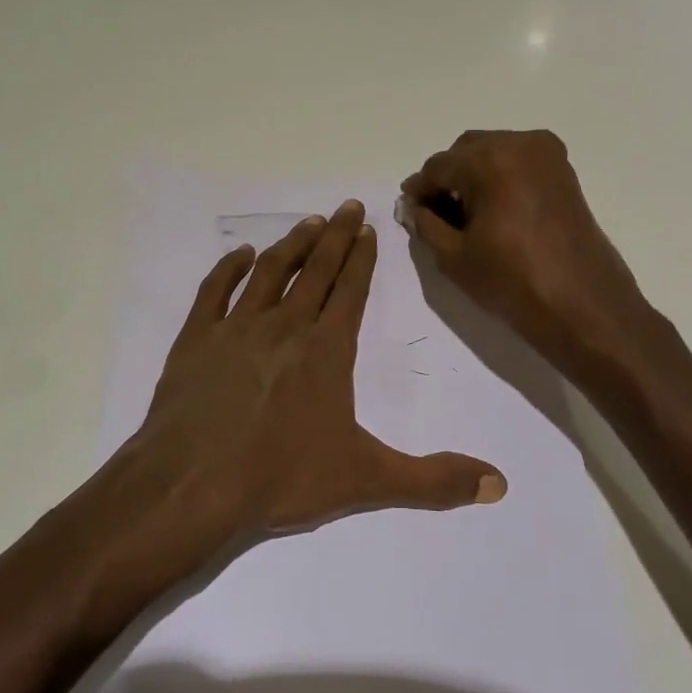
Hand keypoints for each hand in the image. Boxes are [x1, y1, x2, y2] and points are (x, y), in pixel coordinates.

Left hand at [63, 201, 507, 613]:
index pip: (351, 291)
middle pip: (315, 271)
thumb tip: (499, 484)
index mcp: (326, 350)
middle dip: (335, 237)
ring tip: (308, 223)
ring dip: (291, 245)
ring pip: (269, 273)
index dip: (363, 258)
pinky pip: (214, 292)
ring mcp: (236, 329)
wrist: (191, 486)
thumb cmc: (281, 478)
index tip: (369, 228)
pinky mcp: (195, 341)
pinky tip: (240, 254)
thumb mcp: (367, 481)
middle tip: (347, 206)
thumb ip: (434, 480)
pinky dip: (228, 269)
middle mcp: (284, 326)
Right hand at [401, 130, 644, 361]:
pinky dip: (499, 178)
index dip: (420, 189)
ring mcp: (547, 155)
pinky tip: (492, 211)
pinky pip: (518, 162)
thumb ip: (426, 224)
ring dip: (473, 176)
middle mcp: (520, 144)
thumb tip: (415, 206)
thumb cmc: (513, 282)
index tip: (410, 211)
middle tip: (436, 215)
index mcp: (490, 160)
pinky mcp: (564, 171)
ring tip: (465, 216)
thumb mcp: (454, 257)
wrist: (582, 305)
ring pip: (493, 153)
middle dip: (447, 179)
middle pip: (466, 151)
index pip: (438, 166)